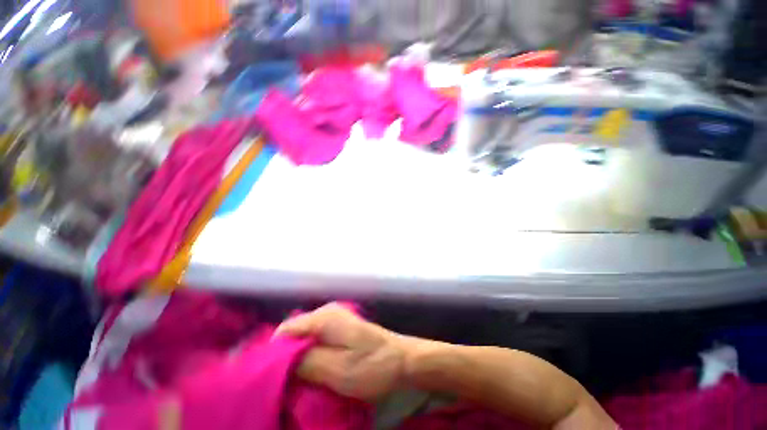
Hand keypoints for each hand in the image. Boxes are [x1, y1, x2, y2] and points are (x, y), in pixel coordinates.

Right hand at [275, 303, 410, 400]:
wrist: (402, 359)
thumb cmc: (372, 365)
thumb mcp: (336, 370)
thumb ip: (305, 362)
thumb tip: (277, 360)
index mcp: (324, 318)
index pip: (285, 331)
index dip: (274, 355)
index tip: (272, 380)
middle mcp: (327, 312)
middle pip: (294, 333)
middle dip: (285, 357)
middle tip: (287, 383)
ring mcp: (335, 318)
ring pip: (304, 337)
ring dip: (298, 358)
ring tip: (299, 380)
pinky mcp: (341, 327)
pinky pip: (316, 339)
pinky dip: (311, 354)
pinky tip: (315, 370)